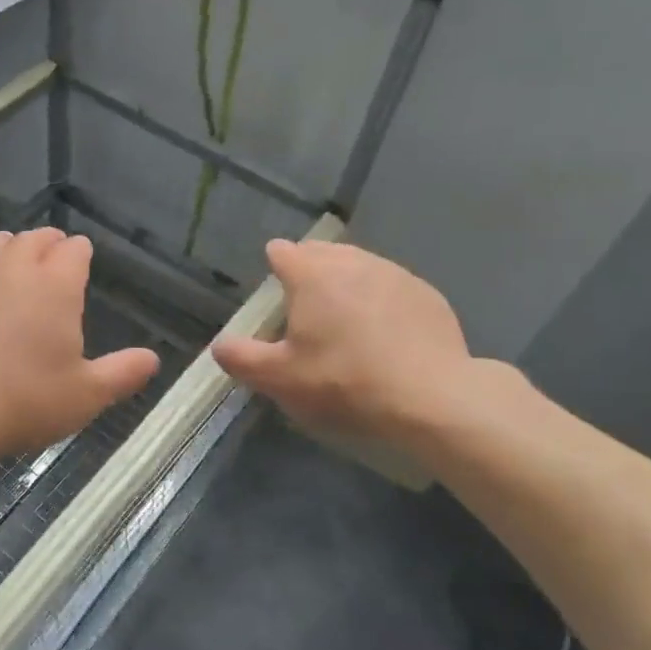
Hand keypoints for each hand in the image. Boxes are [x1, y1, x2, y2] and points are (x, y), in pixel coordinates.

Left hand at [0, 228, 160, 459]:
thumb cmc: (23, 401)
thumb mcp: (85, 396)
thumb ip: (122, 373)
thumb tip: (153, 359)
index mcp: (55, 285)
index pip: (74, 249)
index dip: (80, 253)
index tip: (82, 261)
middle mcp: (12, 268)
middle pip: (34, 238)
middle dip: (47, 243)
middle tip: (52, 257)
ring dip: (8, 251)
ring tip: (11, 269)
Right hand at [213, 239, 487, 443]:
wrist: (431, 396)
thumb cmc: (344, 381)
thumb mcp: (281, 379)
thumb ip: (242, 358)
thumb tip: (219, 346)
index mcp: (312, 275)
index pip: (283, 252)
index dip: (274, 267)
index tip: (275, 292)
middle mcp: (353, 262)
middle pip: (322, 252)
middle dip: (310, 270)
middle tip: (305, 307)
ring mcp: (395, 274)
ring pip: (360, 266)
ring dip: (346, 282)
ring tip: (345, 318)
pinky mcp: (427, 294)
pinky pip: (392, 287)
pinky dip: (381, 300)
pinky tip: (385, 333)